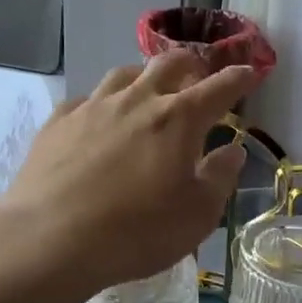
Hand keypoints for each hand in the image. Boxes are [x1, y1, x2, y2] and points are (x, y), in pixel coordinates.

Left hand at [0, 53, 257, 302]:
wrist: (50, 238)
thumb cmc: (136, 231)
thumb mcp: (197, 216)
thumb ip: (219, 178)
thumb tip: (233, 151)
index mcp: (178, 119)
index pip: (219, 87)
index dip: (239, 77)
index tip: (250, 72)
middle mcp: (137, 100)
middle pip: (169, 64)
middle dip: (191, 65)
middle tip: (198, 76)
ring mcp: (94, 106)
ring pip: (124, 73)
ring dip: (144, 76)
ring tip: (148, 90)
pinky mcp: (59, 121)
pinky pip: (86, 99)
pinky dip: (102, 103)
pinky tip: (99, 119)